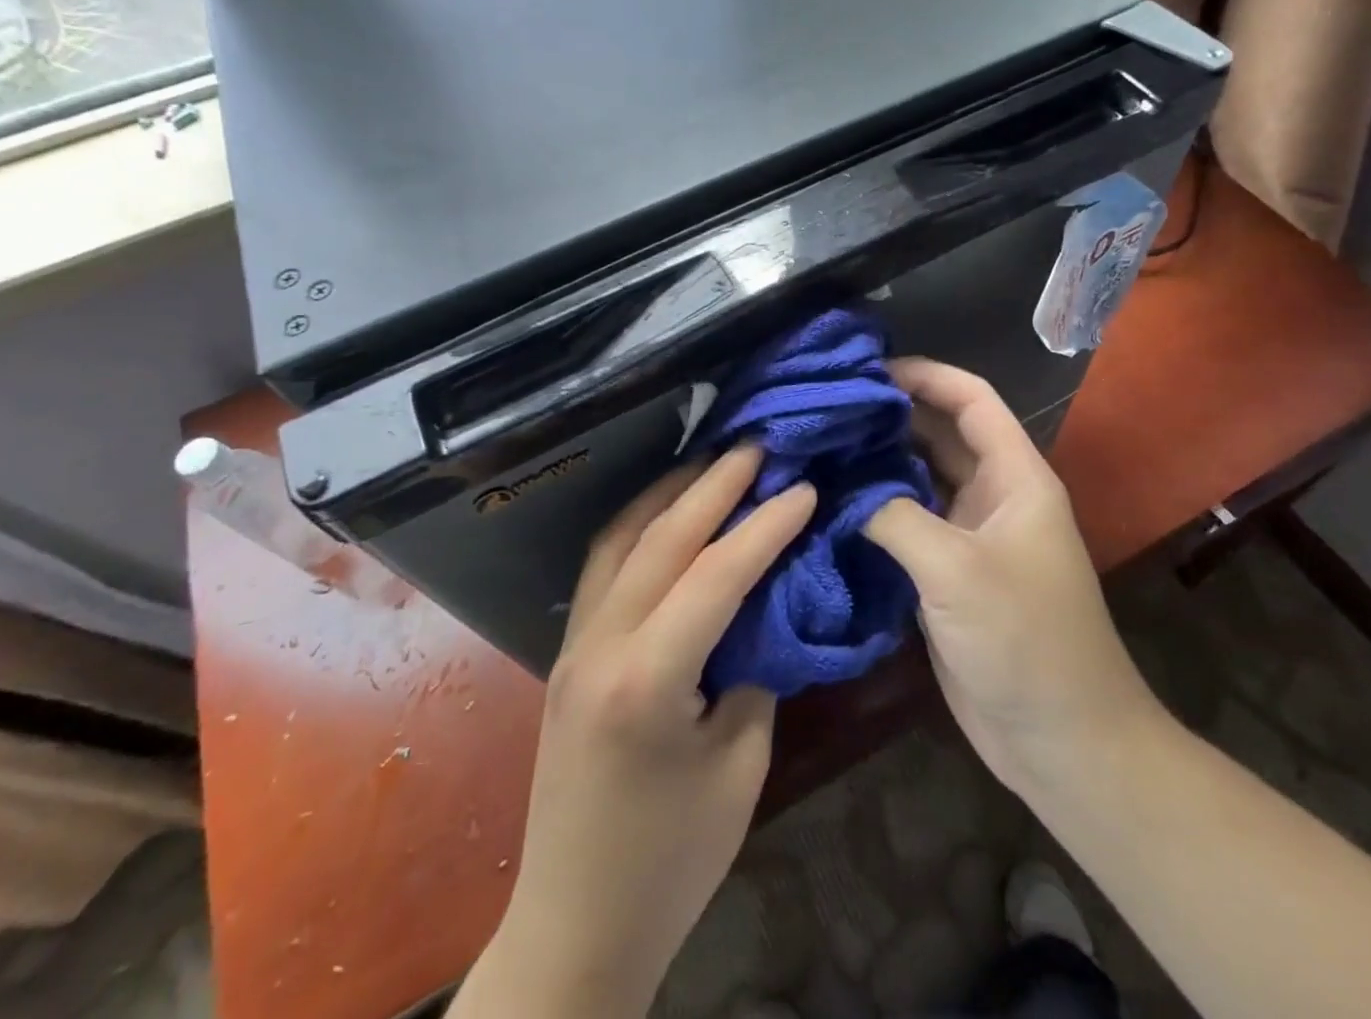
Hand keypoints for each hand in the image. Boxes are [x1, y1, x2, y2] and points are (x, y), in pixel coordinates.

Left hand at [461, 447, 815, 1018]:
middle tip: (757, 445)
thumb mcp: (740, 765)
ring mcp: (572, 643)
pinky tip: (667, 513)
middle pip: (662, 538)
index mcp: (646, 680)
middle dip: (714, 484)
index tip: (805, 487)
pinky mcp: (565, 651)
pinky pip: (603, 566)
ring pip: (621, 540)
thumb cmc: (672, 860)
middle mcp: (599, 644)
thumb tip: (767, 600)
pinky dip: (640, 525)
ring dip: (670, 493)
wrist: (575, 925)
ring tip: (713, 462)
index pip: (716, 574)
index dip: (766, 526)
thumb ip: (753, 667)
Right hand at [866, 359, 1162, 799]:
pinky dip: (873, 507)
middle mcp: (993, 495)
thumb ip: (894, 516)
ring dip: (877, 460)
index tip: (867, 368)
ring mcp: (969, 535)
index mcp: (1015, 477)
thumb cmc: (1025, 641)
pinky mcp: (947, 573)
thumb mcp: (956, 570)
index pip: (971, 400)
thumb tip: (838, 487)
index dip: (925, 374)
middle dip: (889, 414)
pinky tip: (830, 500)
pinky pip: (906, 523)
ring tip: (819, 442)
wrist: (1062, 741)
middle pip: (939, 433)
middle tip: (826, 403)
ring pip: (919, 478)